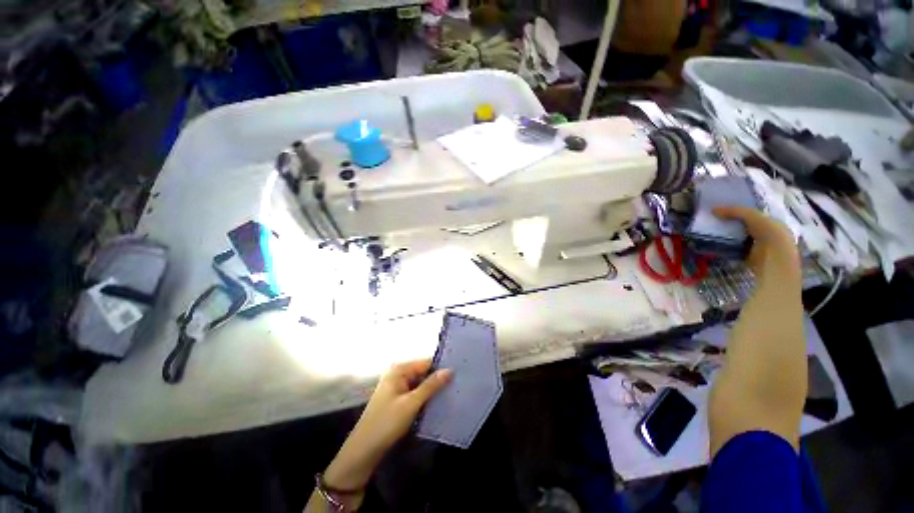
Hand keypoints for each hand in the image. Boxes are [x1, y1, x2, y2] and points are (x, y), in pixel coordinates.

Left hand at [323, 360, 451, 491]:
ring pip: (421, 385)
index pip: (426, 363)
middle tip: (458, 385)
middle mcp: (398, 375)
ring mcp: (398, 388)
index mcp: (399, 370)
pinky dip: (426, 399)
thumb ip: (431, 385)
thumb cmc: (386, 423)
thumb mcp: (411, 403)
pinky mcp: (398, 401)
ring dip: (433, 390)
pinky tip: (439, 404)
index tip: (459, 373)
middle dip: (438, 380)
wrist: (363, 451)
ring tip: (453, 393)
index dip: (441, 368)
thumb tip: (450, 370)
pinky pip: (417, 394)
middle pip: (424, 373)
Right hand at [713, 206, 800, 284]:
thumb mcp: (753, 216)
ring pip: (740, 238)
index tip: (725, 210)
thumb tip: (713, 209)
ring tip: (711, 232)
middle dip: (733, 224)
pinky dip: (726, 247)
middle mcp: (768, 235)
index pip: (756, 216)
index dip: (741, 212)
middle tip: (715, 220)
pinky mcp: (749, 258)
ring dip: (728, 236)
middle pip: (747, 227)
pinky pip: (735, 250)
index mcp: (774, 223)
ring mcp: (759, 248)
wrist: (774, 259)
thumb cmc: (769, 233)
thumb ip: (735, 211)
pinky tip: (716, 243)